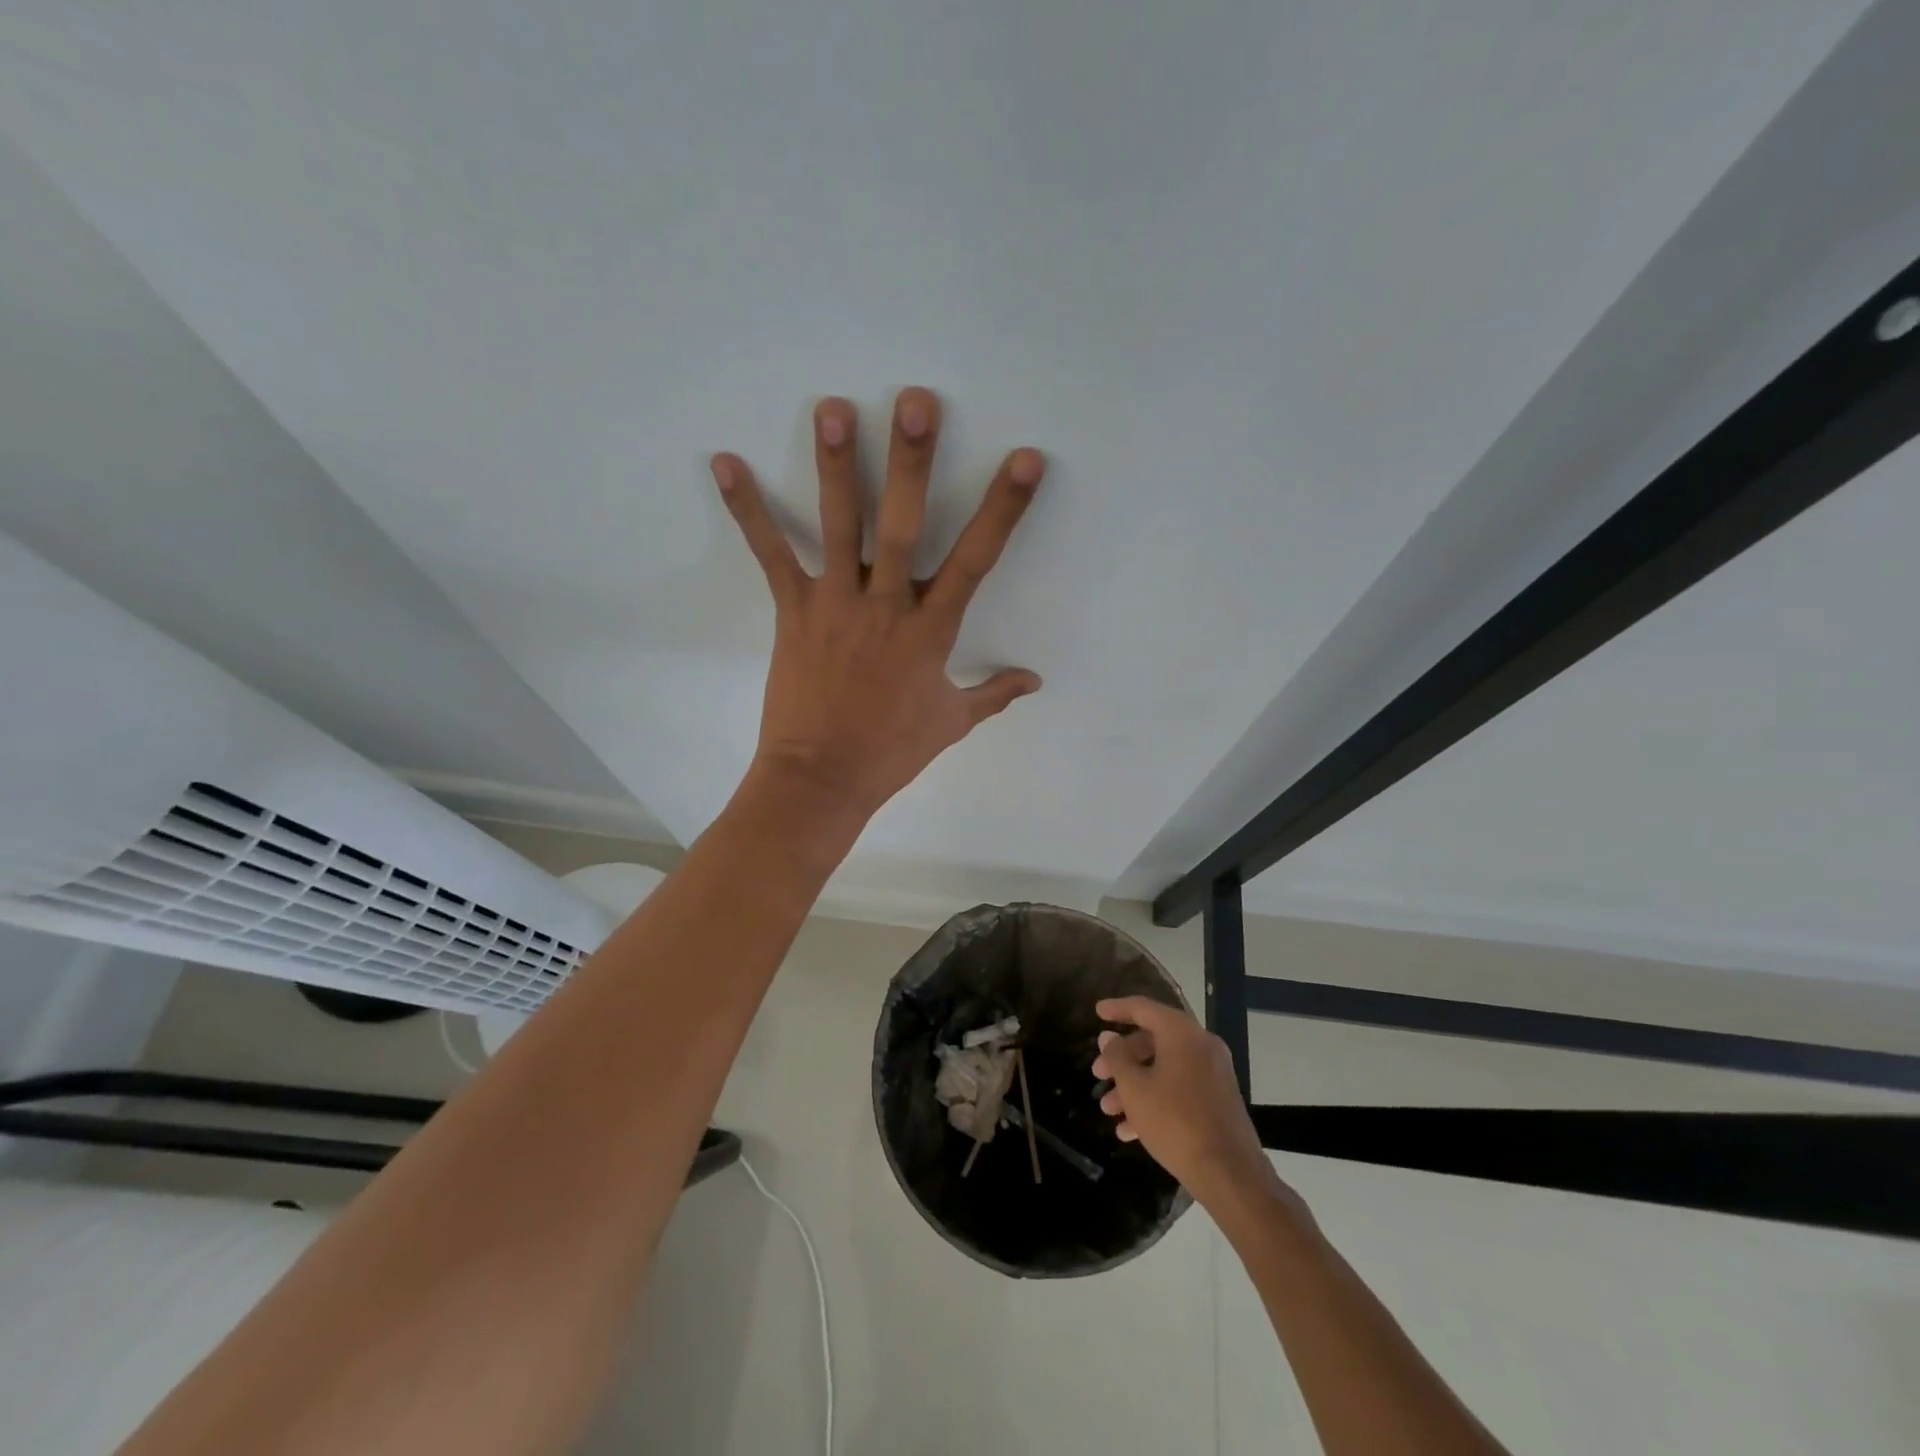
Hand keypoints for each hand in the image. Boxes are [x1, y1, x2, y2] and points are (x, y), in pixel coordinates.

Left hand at [712, 387, 1043, 822]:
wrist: (822, 779)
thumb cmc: (890, 752)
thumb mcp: (951, 723)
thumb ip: (992, 694)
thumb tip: (1033, 680)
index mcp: (931, 632)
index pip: (977, 561)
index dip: (1003, 510)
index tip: (1024, 460)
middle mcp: (886, 607)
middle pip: (903, 527)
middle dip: (912, 463)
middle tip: (915, 403)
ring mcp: (836, 605)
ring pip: (840, 526)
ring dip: (836, 466)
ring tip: (833, 407)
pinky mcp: (793, 612)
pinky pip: (771, 555)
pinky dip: (750, 510)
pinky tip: (726, 462)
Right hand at [1092, 996, 1283, 1206]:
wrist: (1229, 1174)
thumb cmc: (1175, 1122)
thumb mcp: (1135, 1088)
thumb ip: (1117, 1057)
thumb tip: (1109, 1038)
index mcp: (1182, 1033)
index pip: (1143, 1008)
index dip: (1117, 1008)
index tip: (1097, 1012)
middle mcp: (1201, 1045)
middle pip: (1153, 1040)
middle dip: (1122, 1058)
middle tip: (1098, 1073)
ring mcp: (1213, 1073)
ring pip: (1164, 1068)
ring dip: (1134, 1084)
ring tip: (1108, 1109)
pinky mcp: (1218, 1099)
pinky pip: (1180, 1088)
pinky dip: (1155, 1099)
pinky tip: (1130, 1130)